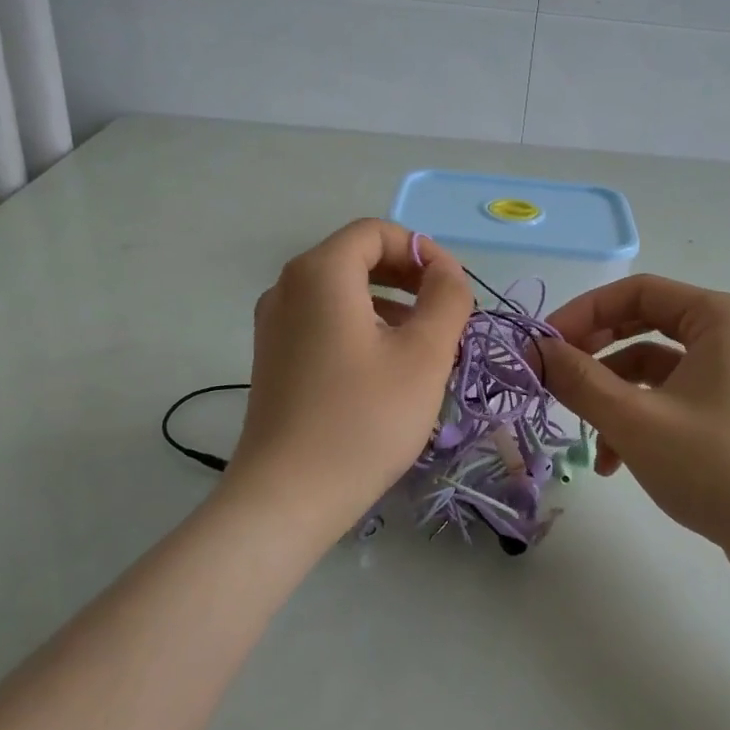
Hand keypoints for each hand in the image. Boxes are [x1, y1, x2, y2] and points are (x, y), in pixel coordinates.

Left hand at [226, 219, 472, 537]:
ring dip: (389, 302)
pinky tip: (387, 366)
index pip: (376, 232)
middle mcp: (288, 287)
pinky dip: (362, 325)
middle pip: (356, 257)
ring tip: (425, 342)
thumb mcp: (424, 355)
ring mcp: (274, 324)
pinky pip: (324, 321)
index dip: (422, 250)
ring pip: (341, 292)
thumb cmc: (364, 419)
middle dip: (408, 276)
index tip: (455, 288)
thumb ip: (446, 299)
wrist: (287, 497)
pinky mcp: (274, 358)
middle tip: (446, 312)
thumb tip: (446, 273)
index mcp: (320, 273)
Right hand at [540, 275, 729, 580]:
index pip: (635, 292)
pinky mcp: (728, 411)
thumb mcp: (637, 422)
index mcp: (718, 317)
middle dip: (593, 355)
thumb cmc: (719, 466)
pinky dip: (638, 421)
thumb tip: (534, 350)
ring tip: (585, 435)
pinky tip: (614, 463)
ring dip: (612, 397)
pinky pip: (670, 399)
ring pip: (652, 369)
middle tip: (553, 377)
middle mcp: (729, 334)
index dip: (582, 313)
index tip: (540, 346)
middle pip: (642, 326)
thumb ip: (579, 380)